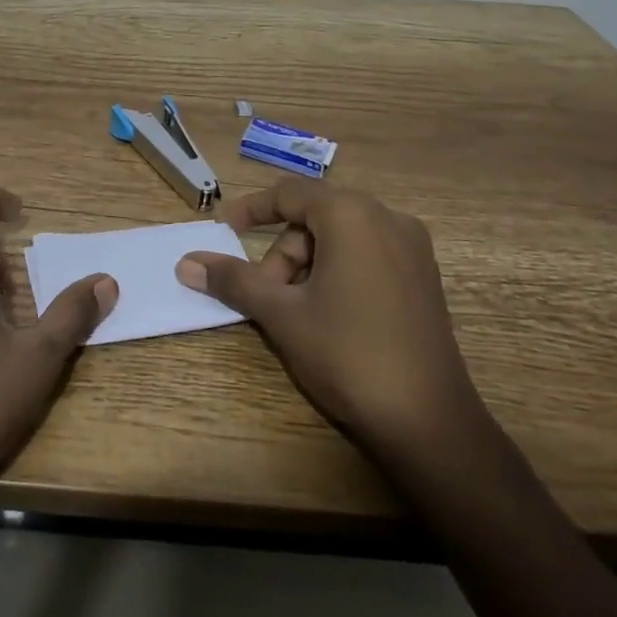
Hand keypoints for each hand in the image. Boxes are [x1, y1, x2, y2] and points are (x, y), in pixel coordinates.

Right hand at [175, 180, 481, 461]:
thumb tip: (186, 263)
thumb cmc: (348, 355)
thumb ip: (233, 280)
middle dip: (282, 255)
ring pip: (339, 239)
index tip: (221, 231)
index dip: (250, 210)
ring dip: (307, 268)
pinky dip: (337, 273)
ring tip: (297, 315)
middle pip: (314, 219)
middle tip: (267, 299)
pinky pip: (366, 255)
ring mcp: (412, 248)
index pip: (289, 194)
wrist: (430, 423)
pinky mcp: (423, 277)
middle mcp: (387, 218)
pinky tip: (329, 316)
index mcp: (352, 214)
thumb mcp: (281, 314)